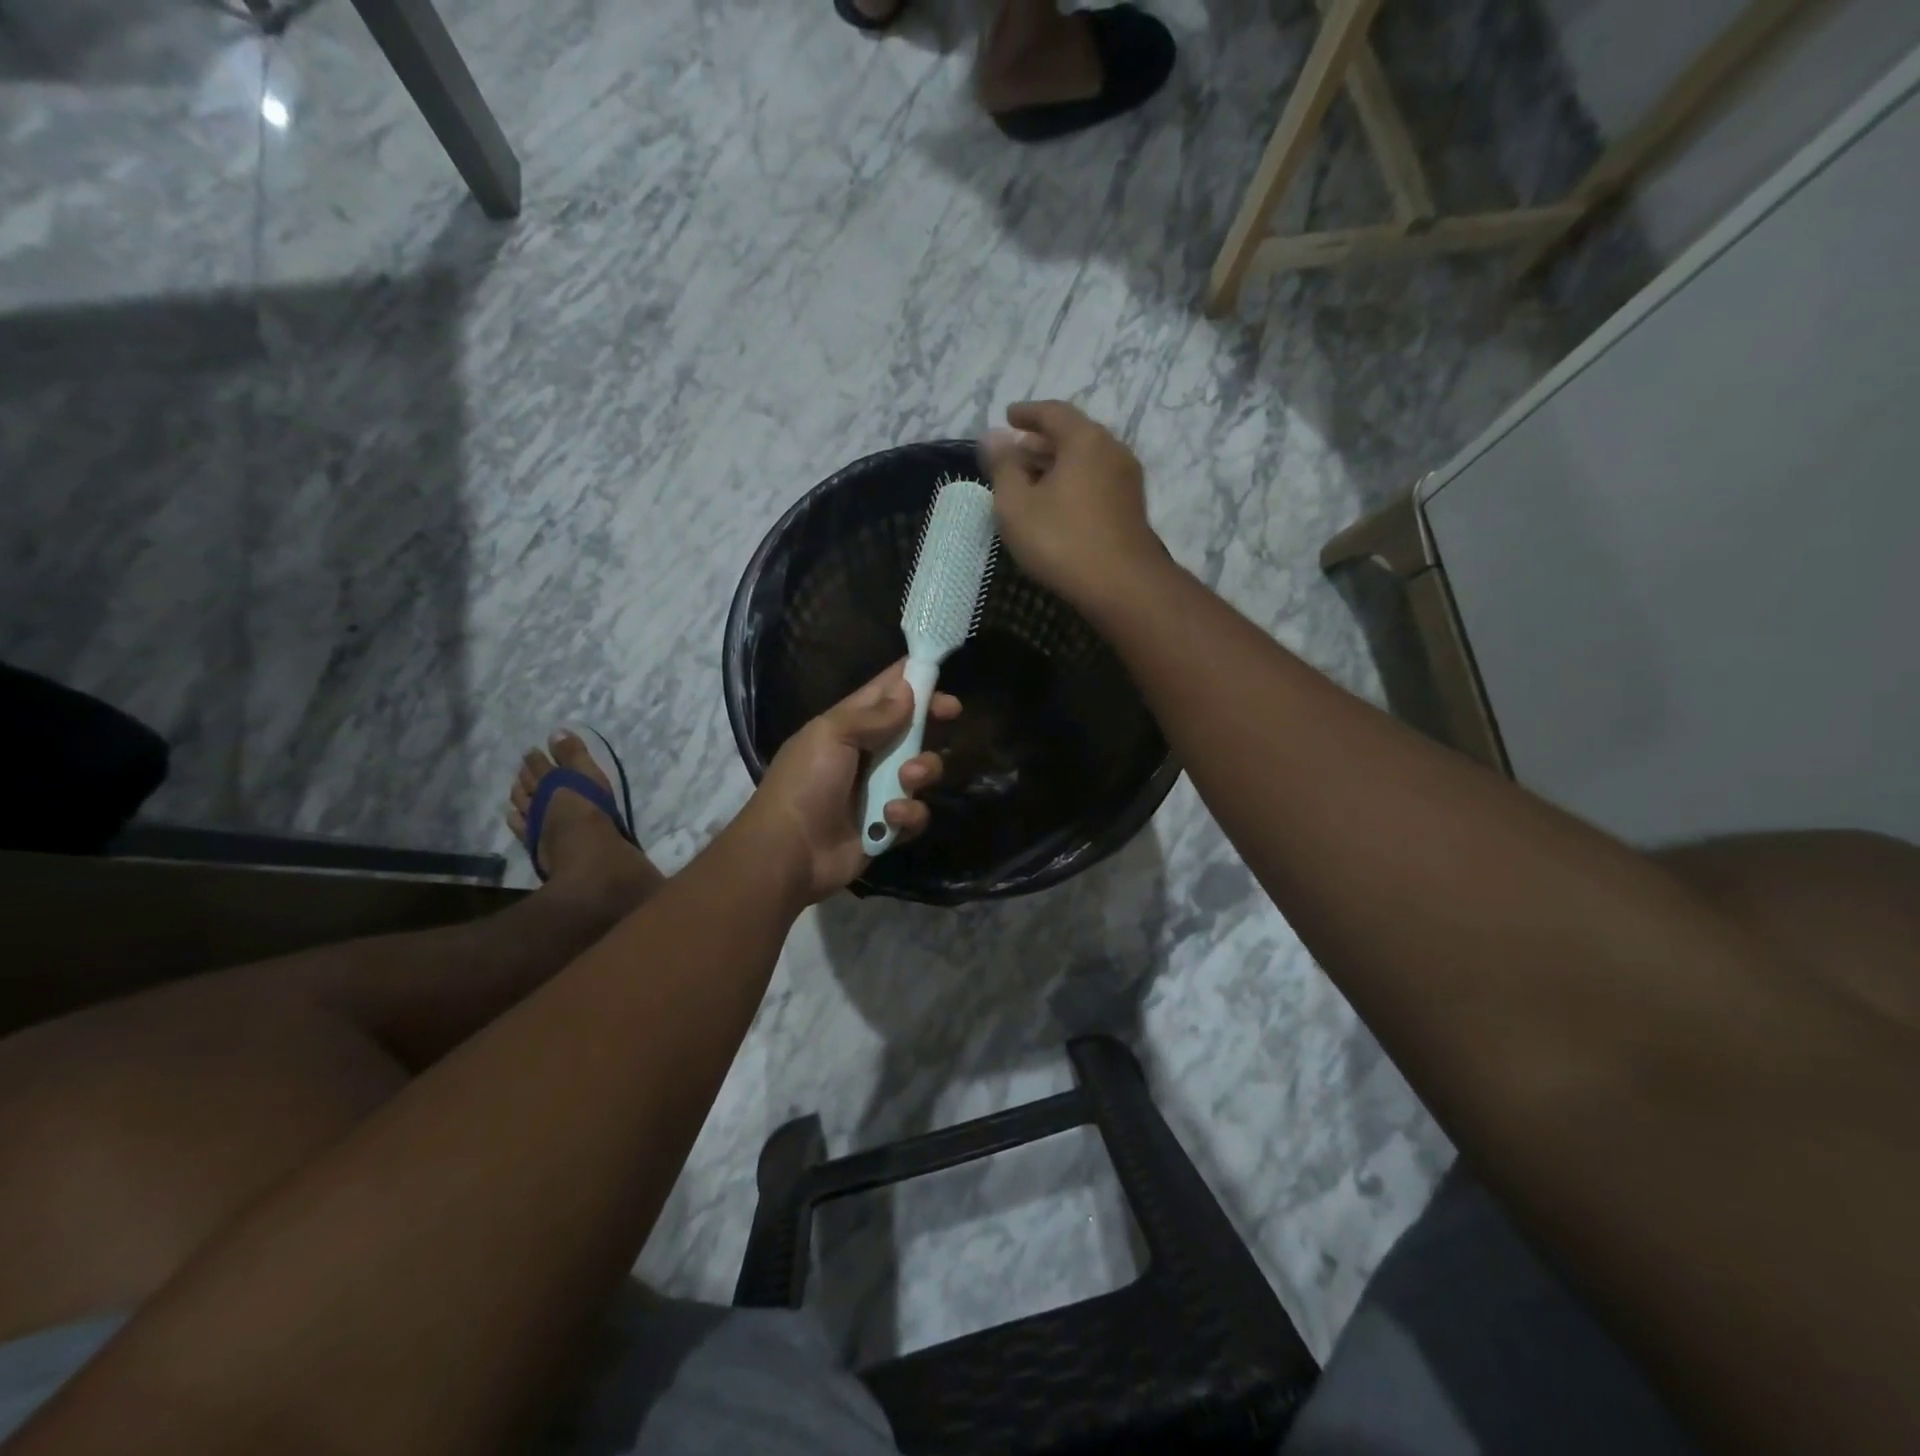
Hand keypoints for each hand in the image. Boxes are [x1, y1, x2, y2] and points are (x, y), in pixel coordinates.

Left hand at [740, 662, 960, 903]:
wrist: (788, 853)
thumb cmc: (805, 784)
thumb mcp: (831, 736)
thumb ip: (873, 714)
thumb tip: (908, 690)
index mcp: (849, 725)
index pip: (885, 691)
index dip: (913, 678)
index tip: (941, 672)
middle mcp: (868, 754)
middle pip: (912, 728)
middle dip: (931, 720)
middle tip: (950, 712)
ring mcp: (879, 791)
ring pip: (922, 770)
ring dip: (922, 770)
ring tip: (907, 780)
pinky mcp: (888, 826)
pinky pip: (916, 813)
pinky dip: (908, 814)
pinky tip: (889, 818)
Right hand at [984, 400, 1163, 610]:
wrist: (1122, 585)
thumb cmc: (1061, 540)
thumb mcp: (1016, 505)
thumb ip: (1003, 467)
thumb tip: (992, 437)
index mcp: (1085, 440)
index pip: (1053, 412)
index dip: (1026, 413)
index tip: (1008, 417)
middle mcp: (1112, 450)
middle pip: (1072, 435)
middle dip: (1041, 441)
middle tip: (1015, 452)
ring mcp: (1127, 480)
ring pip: (1086, 460)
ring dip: (1057, 464)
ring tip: (1031, 480)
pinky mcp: (1131, 508)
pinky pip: (1096, 481)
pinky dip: (1073, 482)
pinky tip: (1057, 503)